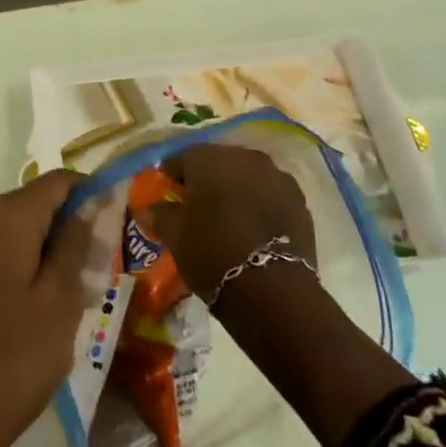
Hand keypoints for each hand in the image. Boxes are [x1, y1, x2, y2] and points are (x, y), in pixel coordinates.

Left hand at [0, 172, 92, 446]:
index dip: (88, 193)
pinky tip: (19, 322)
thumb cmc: (9, 362)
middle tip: (94, 275)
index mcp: (4, 218)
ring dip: (36, 257)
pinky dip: (8, 276)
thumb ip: (74, 247)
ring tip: (61, 306)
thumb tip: (84, 206)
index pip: (56, 182)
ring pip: (5, 239)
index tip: (115, 222)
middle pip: (28, 208)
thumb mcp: (59, 305)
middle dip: (63, 231)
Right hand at [148, 144, 314, 303]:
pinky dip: (259, 204)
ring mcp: (277, 177)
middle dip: (206, 180)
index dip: (172, 176)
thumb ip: (158, 214)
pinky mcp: (299, 201)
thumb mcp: (174, 235)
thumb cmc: (211, 252)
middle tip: (196, 207)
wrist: (272, 289)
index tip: (167, 194)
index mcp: (209, 158)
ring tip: (227, 218)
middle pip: (218, 162)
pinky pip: (270, 194)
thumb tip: (146, 208)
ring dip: (235, 190)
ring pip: (247, 176)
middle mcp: (244, 156)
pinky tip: (252, 228)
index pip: (182, 158)